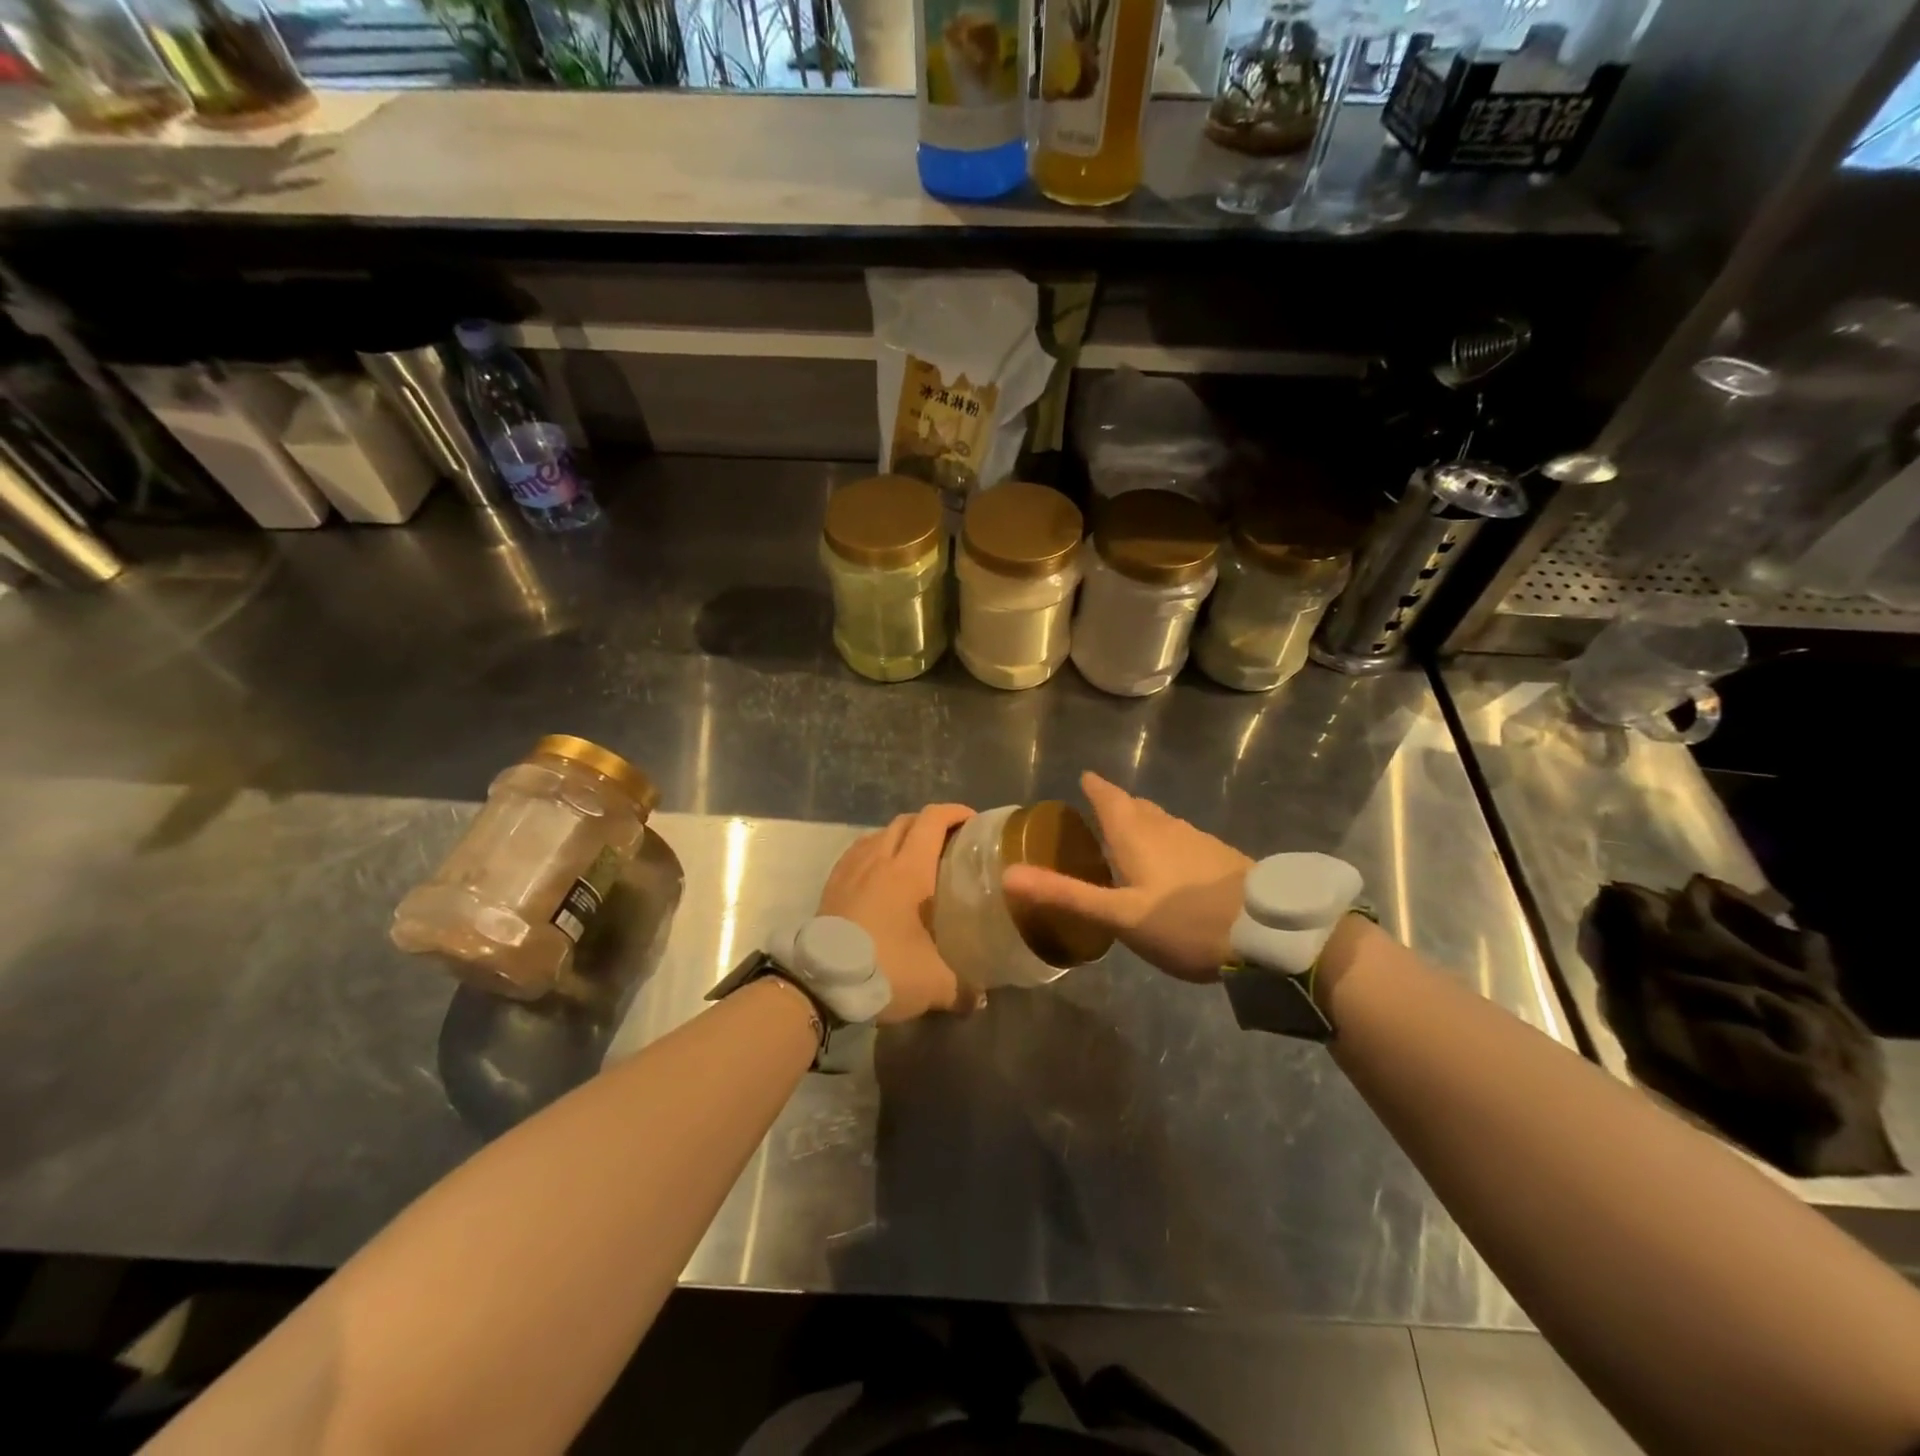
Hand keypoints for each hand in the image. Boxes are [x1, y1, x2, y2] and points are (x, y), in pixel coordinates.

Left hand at [819, 803, 975, 1022]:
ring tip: (915, 859)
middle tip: (950, 843)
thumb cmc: (884, 969)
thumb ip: (964, 988)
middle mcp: (879, 858)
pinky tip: (881, 876)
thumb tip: (981, 998)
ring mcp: (851, 868)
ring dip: (901, 837)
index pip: (933, 820)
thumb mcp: (933, 984)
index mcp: (909, 869)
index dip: (955, 812)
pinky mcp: (832, 883)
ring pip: (880, 834)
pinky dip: (876, 852)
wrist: (820, 982)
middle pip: (907, 821)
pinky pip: (859, 852)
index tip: (973, 821)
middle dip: (931, 823)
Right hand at [1002, 772, 1251, 981]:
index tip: (1084, 777)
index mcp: (1138, 834)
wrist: (1269, 932)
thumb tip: (1008, 876)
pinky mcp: (1222, 858)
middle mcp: (1167, 828)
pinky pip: (1184, 840)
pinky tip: (1173, 866)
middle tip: (1100, 811)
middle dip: (1118, 804)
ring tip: (1131, 837)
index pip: (1110, 798)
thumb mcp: (1119, 916)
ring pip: (1163, 823)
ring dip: (1144, 823)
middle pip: (1137, 807)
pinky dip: (1168, 843)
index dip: (1095, 787)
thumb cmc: (1185, 921)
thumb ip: (1066, 896)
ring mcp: (1199, 841)